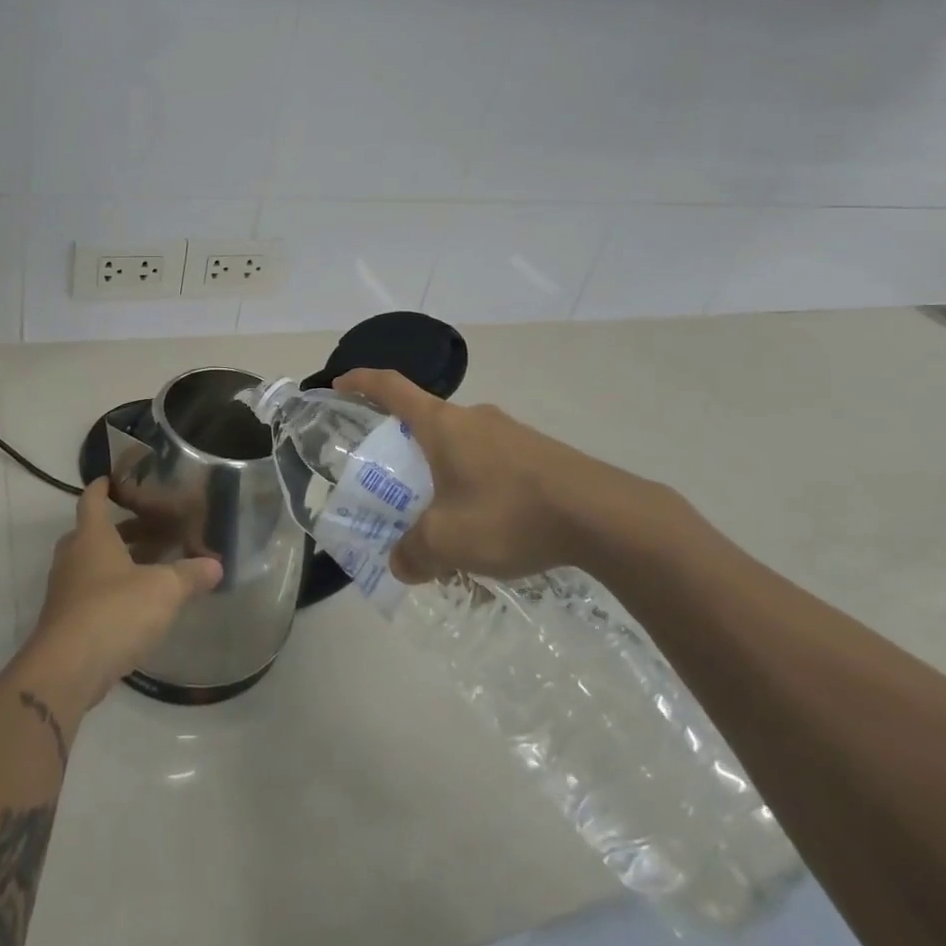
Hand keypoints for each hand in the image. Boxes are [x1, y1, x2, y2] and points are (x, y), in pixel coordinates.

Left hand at [29, 479, 222, 706]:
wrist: (67, 670)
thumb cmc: (114, 612)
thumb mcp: (163, 590)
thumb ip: (189, 575)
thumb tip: (216, 565)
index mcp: (91, 536)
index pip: (92, 499)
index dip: (102, 487)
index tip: (113, 479)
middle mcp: (73, 558)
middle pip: (91, 534)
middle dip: (118, 530)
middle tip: (149, 529)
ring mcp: (65, 592)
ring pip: (91, 566)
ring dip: (116, 563)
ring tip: (151, 567)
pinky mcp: (66, 623)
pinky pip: (90, 596)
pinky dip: (111, 593)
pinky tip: (137, 607)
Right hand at [334, 369, 696, 584]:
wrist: (605, 516)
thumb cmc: (509, 513)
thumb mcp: (448, 541)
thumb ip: (414, 553)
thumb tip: (399, 563)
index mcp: (441, 424)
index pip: (390, 387)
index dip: (360, 382)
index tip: (339, 384)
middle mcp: (473, 418)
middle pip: (426, 422)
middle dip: (405, 448)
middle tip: (394, 483)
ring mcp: (510, 433)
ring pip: (463, 448)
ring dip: (446, 475)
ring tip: (445, 519)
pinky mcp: (540, 454)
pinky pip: (494, 464)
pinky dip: (479, 488)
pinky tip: (492, 529)